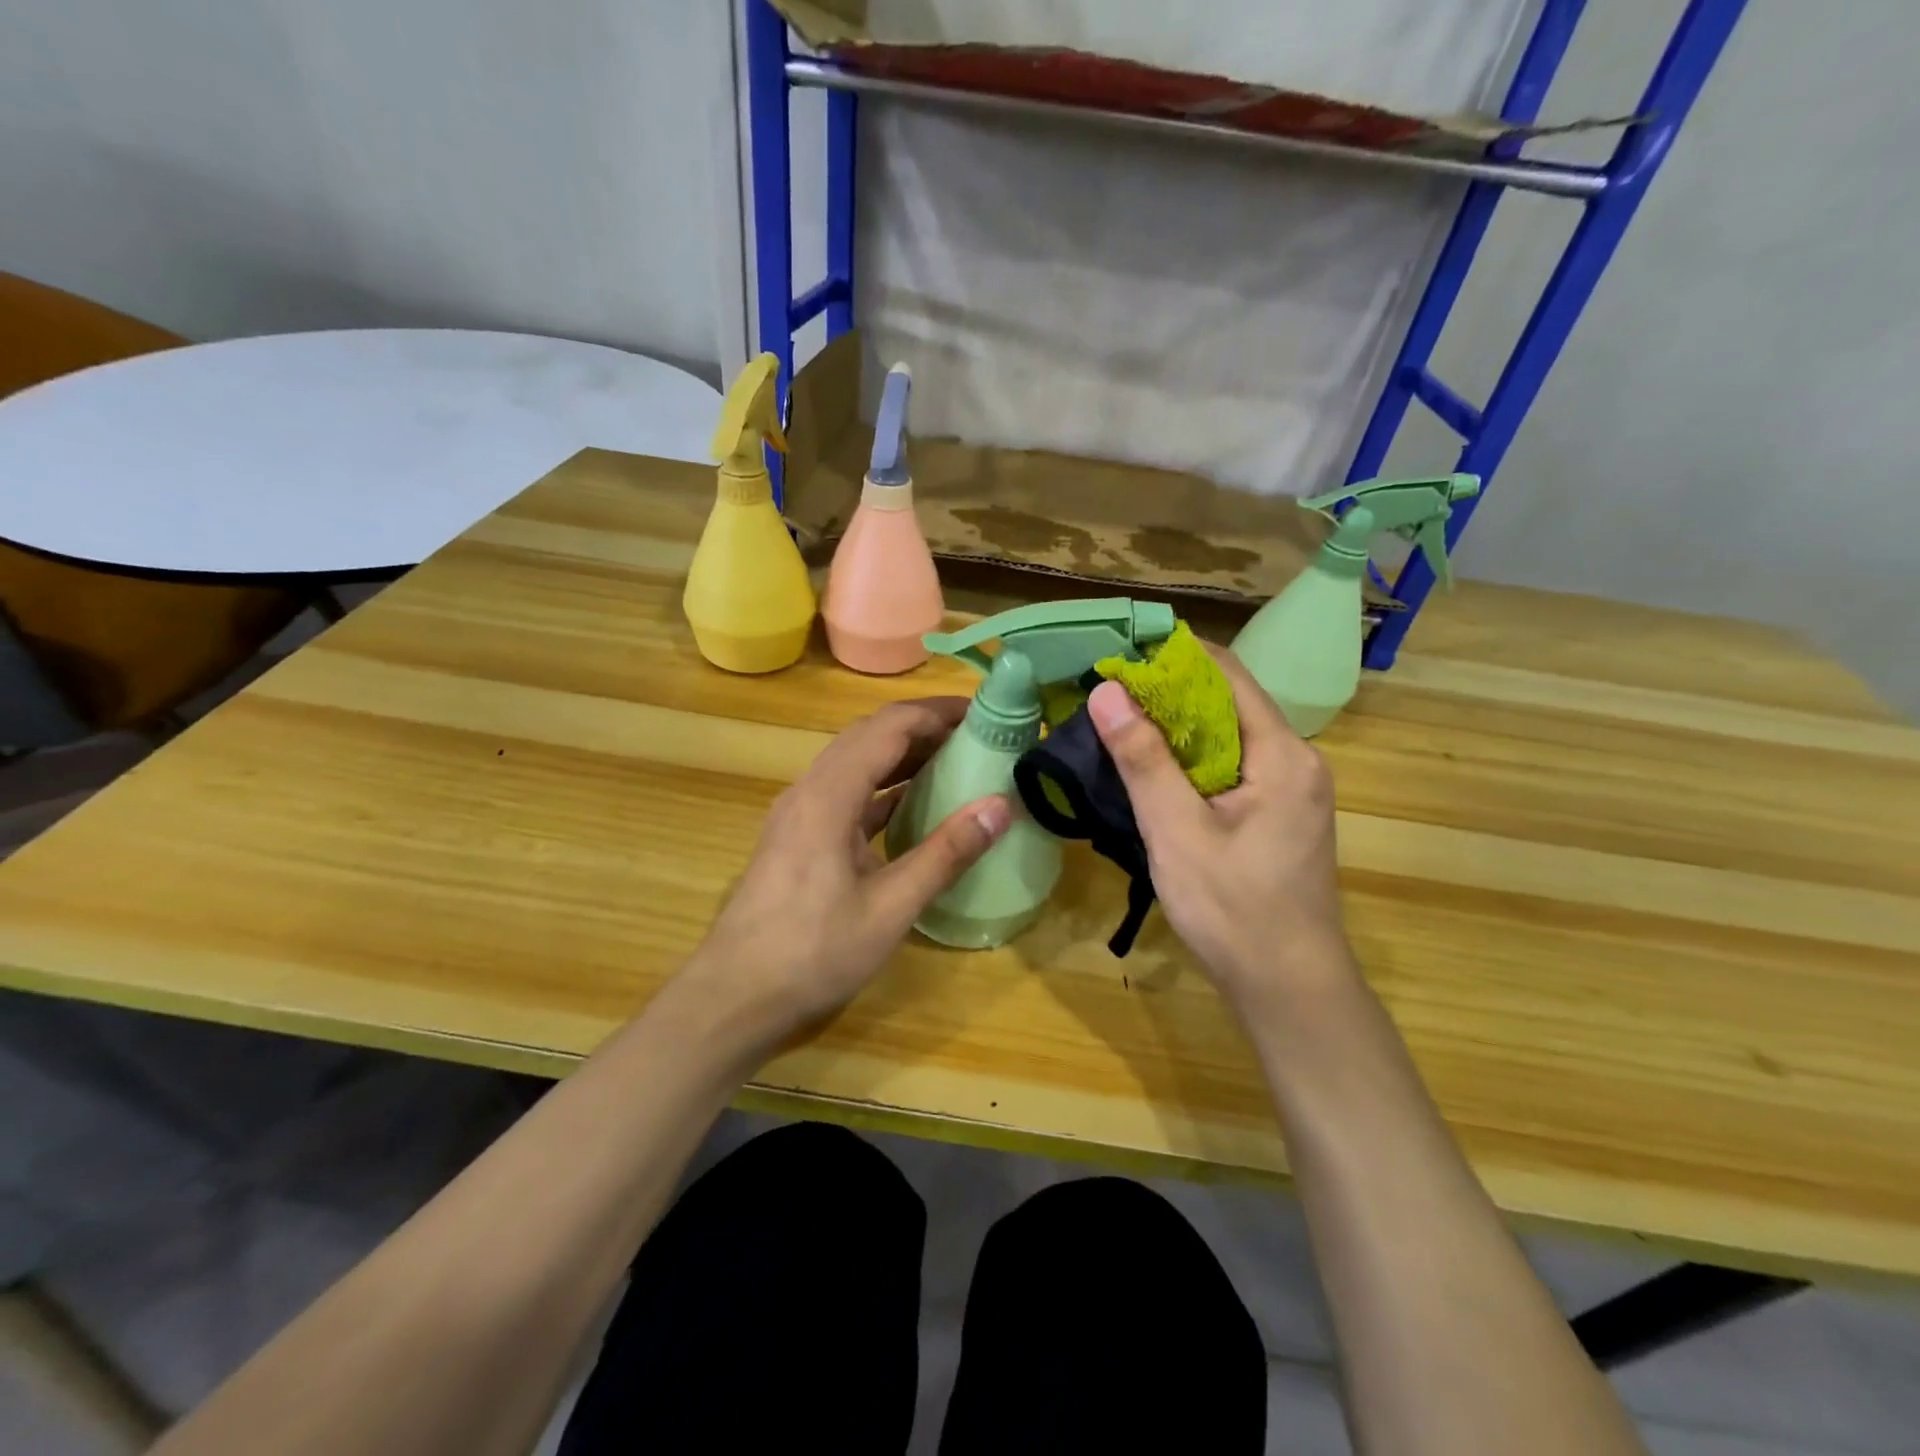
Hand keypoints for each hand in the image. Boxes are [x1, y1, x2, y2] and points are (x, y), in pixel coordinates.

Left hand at [683, 697, 1011, 1046]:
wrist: (733, 998)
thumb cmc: (813, 953)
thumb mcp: (890, 908)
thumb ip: (946, 854)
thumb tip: (1001, 806)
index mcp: (828, 795)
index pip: (888, 728)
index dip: (936, 713)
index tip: (983, 713)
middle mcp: (809, 790)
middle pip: (869, 736)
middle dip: (922, 727)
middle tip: (976, 734)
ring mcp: (798, 813)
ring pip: (854, 762)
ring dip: (901, 754)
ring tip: (954, 759)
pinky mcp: (796, 837)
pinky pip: (845, 792)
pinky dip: (882, 787)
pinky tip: (912, 803)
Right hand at [1087, 645, 1350, 1014]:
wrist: (1288, 987)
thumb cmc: (1232, 909)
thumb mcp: (1176, 832)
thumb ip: (1143, 759)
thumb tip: (1107, 692)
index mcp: (1283, 754)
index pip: (1227, 674)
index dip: (1173, 657)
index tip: (1120, 655)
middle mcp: (1298, 760)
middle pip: (1229, 703)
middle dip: (1169, 693)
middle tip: (1108, 693)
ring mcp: (1293, 789)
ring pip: (1229, 736)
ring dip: (1178, 727)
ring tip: (1120, 723)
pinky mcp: (1281, 813)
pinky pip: (1234, 766)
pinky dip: (1194, 759)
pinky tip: (1155, 769)